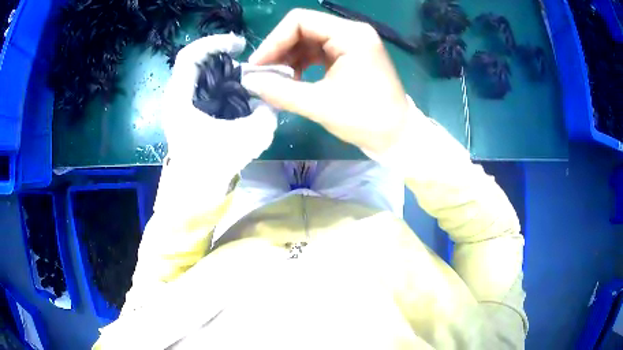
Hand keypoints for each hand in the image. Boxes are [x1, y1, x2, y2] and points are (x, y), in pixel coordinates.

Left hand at [162, 33, 277, 177]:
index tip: (239, 46)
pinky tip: (241, 94)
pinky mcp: (191, 113)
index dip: (214, 43)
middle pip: (198, 62)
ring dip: (226, 72)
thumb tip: (269, 101)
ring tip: (248, 80)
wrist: (194, 192)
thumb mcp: (246, 140)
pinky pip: (207, 88)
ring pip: (204, 74)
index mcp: (180, 98)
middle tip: (249, 64)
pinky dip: (224, 85)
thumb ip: (265, 115)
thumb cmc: (211, 167)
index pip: (189, 55)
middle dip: (225, 58)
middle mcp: (178, 96)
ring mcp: (183, 104)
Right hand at [245, 9, 410, 154]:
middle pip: (303, 29)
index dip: (274, 41)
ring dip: (289, 58)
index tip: (258, 66)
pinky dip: (302, 64)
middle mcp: (352, 32)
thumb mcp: (320, 105)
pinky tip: (293, 80)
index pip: (300, 21)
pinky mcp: (351, 56)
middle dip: (280, 50)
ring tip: (276, 81)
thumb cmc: (366, 119)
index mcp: (350, 35)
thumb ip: (281, 91)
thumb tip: (250, 82)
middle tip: (263, 75)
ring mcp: (352, 44)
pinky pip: (318, 52)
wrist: (397, 136)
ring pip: (309, 41)